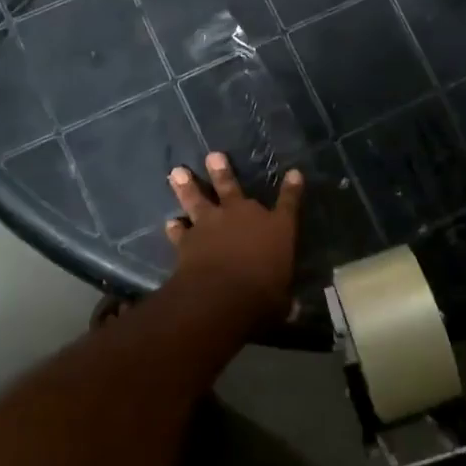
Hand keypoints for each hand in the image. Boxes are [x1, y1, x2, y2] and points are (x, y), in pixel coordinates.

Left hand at [163, 153, 302, 326]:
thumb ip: (285, 300)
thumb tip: (295, 309)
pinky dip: (175, 227)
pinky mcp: (189, 239)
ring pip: (198, 199)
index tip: (294, 174)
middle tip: (213, 156)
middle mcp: (245, 217)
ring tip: (177, 171)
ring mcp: (213, 224)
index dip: (293, 188)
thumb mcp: (282, 301)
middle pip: (232, 187)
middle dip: (223, 171)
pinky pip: (180, 230)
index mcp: (277, 229)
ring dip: (188, 186)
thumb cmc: (262, 296)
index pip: (289, 203)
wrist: (220, 296)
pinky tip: (170, 222)